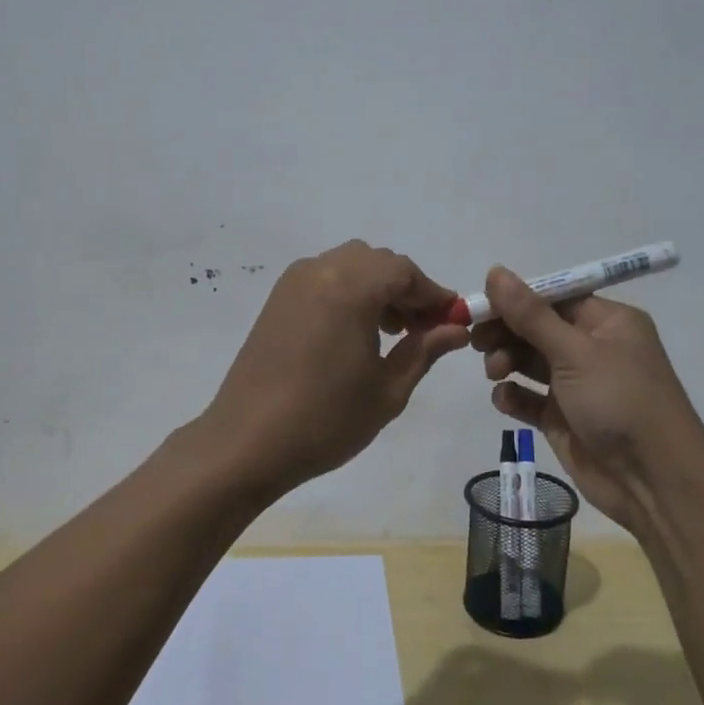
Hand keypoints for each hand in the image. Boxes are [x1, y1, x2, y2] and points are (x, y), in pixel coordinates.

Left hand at [202, 241, 469, 494]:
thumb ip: (425, 349)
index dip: (433, 294)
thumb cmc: (326, 419)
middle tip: (423, 330)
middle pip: (378, 262)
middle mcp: (320, 270)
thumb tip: (456, 328)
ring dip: (378, 289)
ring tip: (391, 333)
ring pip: (351, 266)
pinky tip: (356, 332)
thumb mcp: (388, 389)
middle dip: (406, 290)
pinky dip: (350, 292)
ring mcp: (293, 282)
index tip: (453, 320)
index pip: (405, 271)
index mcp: (350, 286)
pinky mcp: (277, 299)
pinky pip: (325, 278)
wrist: (247, 442)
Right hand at [472, 266, 703, 533]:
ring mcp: (578, 385)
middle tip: (477, 341)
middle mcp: (593, 348)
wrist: (654, 482)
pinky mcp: (564, 418)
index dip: (516, 299)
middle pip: (537, 328)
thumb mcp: (575, 352)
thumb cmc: (620, 402)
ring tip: (495, 372)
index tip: (481, 305)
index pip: (554, 297)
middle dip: (507, 332)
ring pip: (530, 361)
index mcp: (608, 322)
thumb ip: (530, 314)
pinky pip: (530, 398)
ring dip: (507, 361)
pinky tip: (504, 399)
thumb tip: (495, 271)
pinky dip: (514, 395)